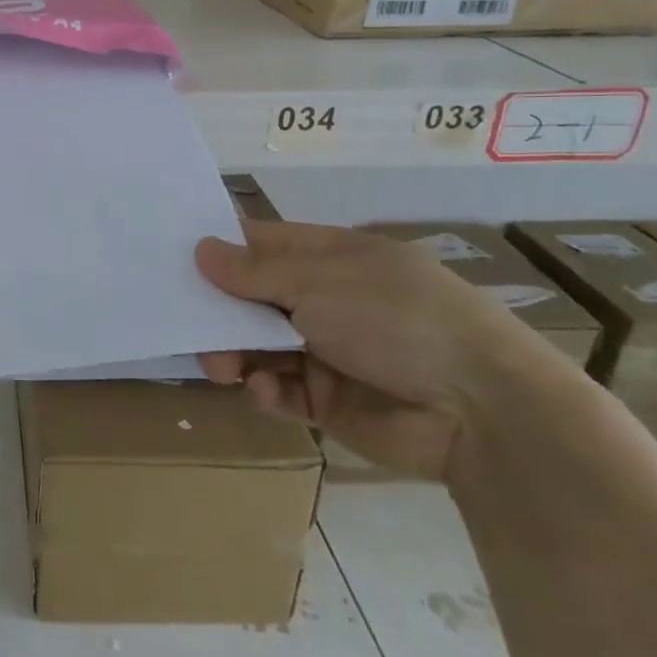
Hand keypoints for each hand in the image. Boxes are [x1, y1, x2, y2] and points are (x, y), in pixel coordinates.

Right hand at [195, 221, 578, 479]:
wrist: (481, 412)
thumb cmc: (397, 320)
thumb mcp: (319, 283)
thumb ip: (253, 272)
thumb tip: (201, 249)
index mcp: (332, 258)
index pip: (264, 245)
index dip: (222, 250)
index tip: (175, 259)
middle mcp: (327, 300)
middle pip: (254, 299)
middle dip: (221, 312)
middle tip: (191, 326)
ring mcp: (329, 350)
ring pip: (260, 346)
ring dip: (236, 354)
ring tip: (222, 367)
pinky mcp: (330, 400)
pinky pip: (282, 389)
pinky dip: (267, 390)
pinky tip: (264, 391)